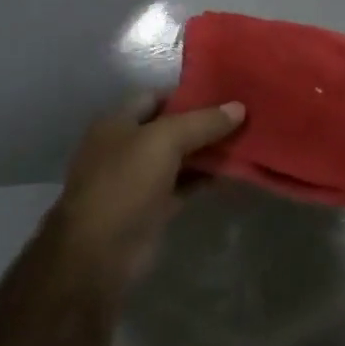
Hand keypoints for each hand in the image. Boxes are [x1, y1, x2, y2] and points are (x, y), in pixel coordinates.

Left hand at [46, 96, 244, 292]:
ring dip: (208, 150)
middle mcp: (126, 146)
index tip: (225, 91)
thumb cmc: (125, 184)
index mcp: (117, 122)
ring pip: (180, 156)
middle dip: (204, 122)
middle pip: (170, 127)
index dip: (188, 92)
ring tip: (245, 139)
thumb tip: (239, 107)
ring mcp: (138, 179)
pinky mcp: (152, 207)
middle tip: (243, 114)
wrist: (99, 255)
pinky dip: (205, 177)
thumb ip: (202, 122)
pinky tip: (232, 171)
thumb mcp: (165, 141)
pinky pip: (184, 184)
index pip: (156, 96)